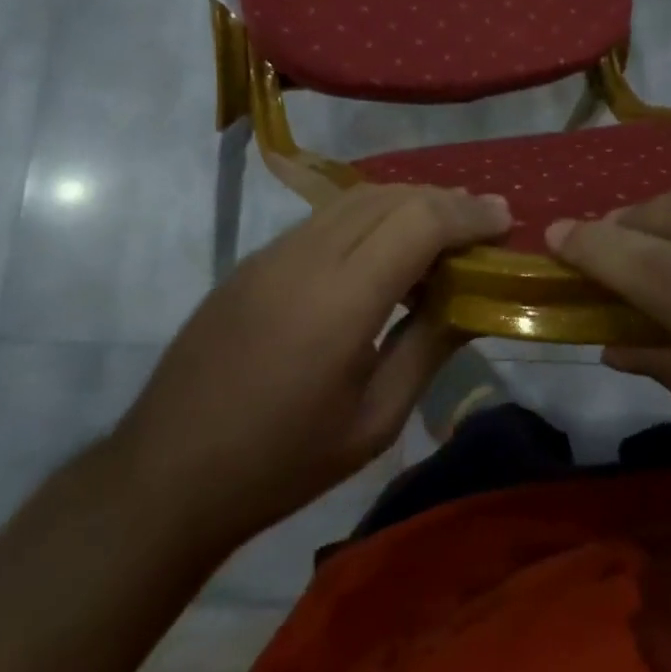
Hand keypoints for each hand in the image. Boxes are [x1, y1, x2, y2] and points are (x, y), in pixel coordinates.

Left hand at [112, 184, 509, 551]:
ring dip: (407, 203)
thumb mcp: (373, 422)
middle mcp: (306, 257)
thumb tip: (472, 302)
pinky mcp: (254, 260)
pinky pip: (326, 217)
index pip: (418, 222)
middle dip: (445, 201)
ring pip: (356, 199)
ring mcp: (273, 253)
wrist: (165, 475)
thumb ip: (428, 349)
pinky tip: (385, 249)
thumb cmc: (281, 464)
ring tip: (442, 231)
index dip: (468, 214)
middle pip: (390, 197)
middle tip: (482, 225)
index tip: (505, 221)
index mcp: (340, 301)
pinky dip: (370, 216)